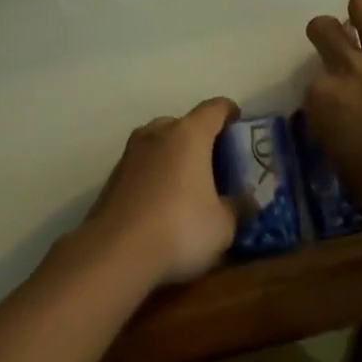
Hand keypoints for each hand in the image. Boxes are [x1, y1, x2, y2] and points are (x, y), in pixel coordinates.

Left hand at [78, 97, 240, 287]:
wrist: (114, 253)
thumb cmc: (180, 229)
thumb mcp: (223, 226)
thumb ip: (238, 207)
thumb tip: (248, 200)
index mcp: (189, 134)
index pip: (215, 108)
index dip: (230, 112)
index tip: (239, 124)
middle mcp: (158, 133)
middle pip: (184, 123)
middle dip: (201, 138)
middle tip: (215, 163)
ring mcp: (130, 152)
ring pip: (159, 142)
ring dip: (174, 156)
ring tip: (187, 183)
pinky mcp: (112, 176)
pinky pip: (142, 165)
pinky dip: (155, 174)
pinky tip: (161, 203)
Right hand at [304, 0, 361, 216]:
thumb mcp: (342, 166)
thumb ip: (335, 135)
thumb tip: (341, 129)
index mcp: (322, 98)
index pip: (311, 82)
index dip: (323, 94)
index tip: (335, 110)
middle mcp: (349, 68)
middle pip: (323, 28)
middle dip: (326, 33)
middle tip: (340, 47)